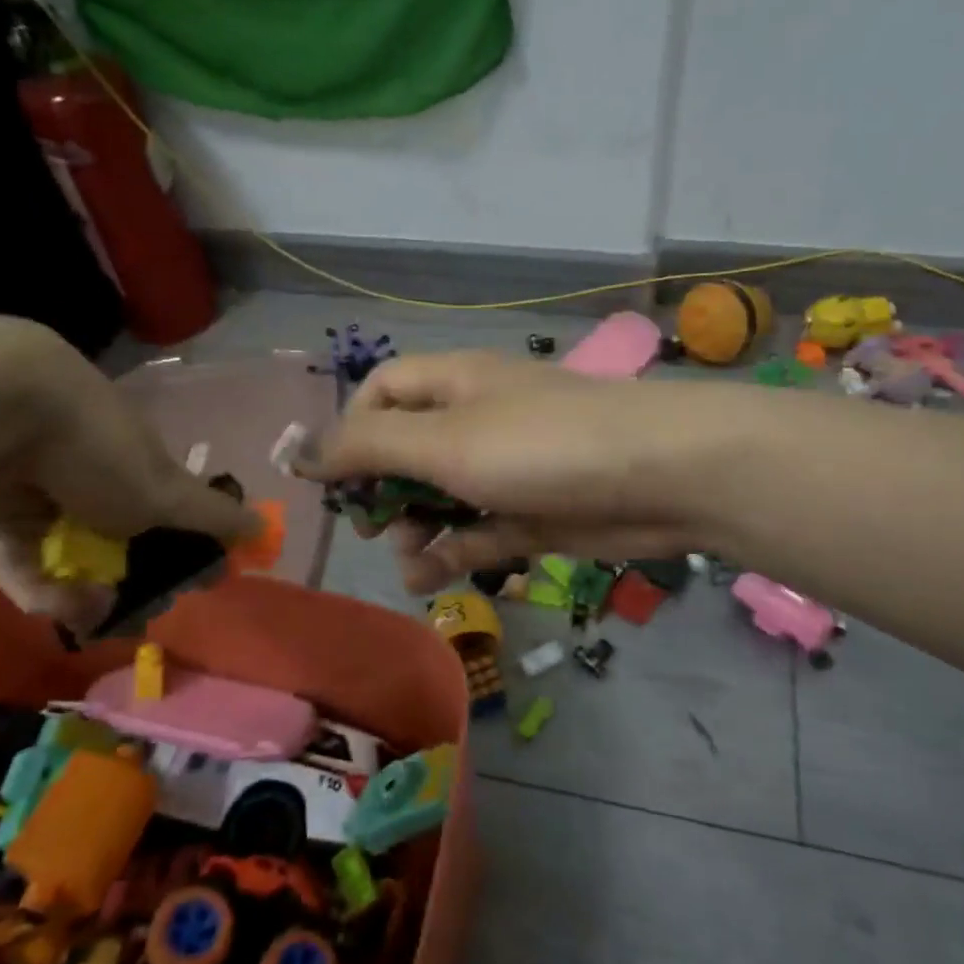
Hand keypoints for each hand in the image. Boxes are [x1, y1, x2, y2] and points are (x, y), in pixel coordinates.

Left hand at [0, 335, 256, 629]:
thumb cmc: (99, 449)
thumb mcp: (167, 492)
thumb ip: (214, 517)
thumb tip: (266, 529)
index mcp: (141, 469)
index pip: (168, 520)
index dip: (180, 556)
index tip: (186, 587)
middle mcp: (96, 483)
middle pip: (118, 548)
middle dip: (128, 586)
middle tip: (132, 616)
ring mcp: (44, 500)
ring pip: (69, 562)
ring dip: (82, 595)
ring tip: (91, 613)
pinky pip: (22, 563)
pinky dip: (39, 586)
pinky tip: (56, 604)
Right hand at [305, 350, 728, 592]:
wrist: (661, 477)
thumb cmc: (540, 446)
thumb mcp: (444, 441)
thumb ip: (369, 447)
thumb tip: (302, 451)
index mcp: (453, 385)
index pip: (383, 393)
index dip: (353, 432)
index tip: (338, 481)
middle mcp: (477, 421)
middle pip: (407, 451)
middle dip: (383, 491)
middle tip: (374, 528)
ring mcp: (507, 470)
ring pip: (442, 498)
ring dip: (417, 531)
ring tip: (412, 565)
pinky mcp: (533, 514)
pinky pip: (479, 532)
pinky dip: (454, 553)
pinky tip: (433, 578)